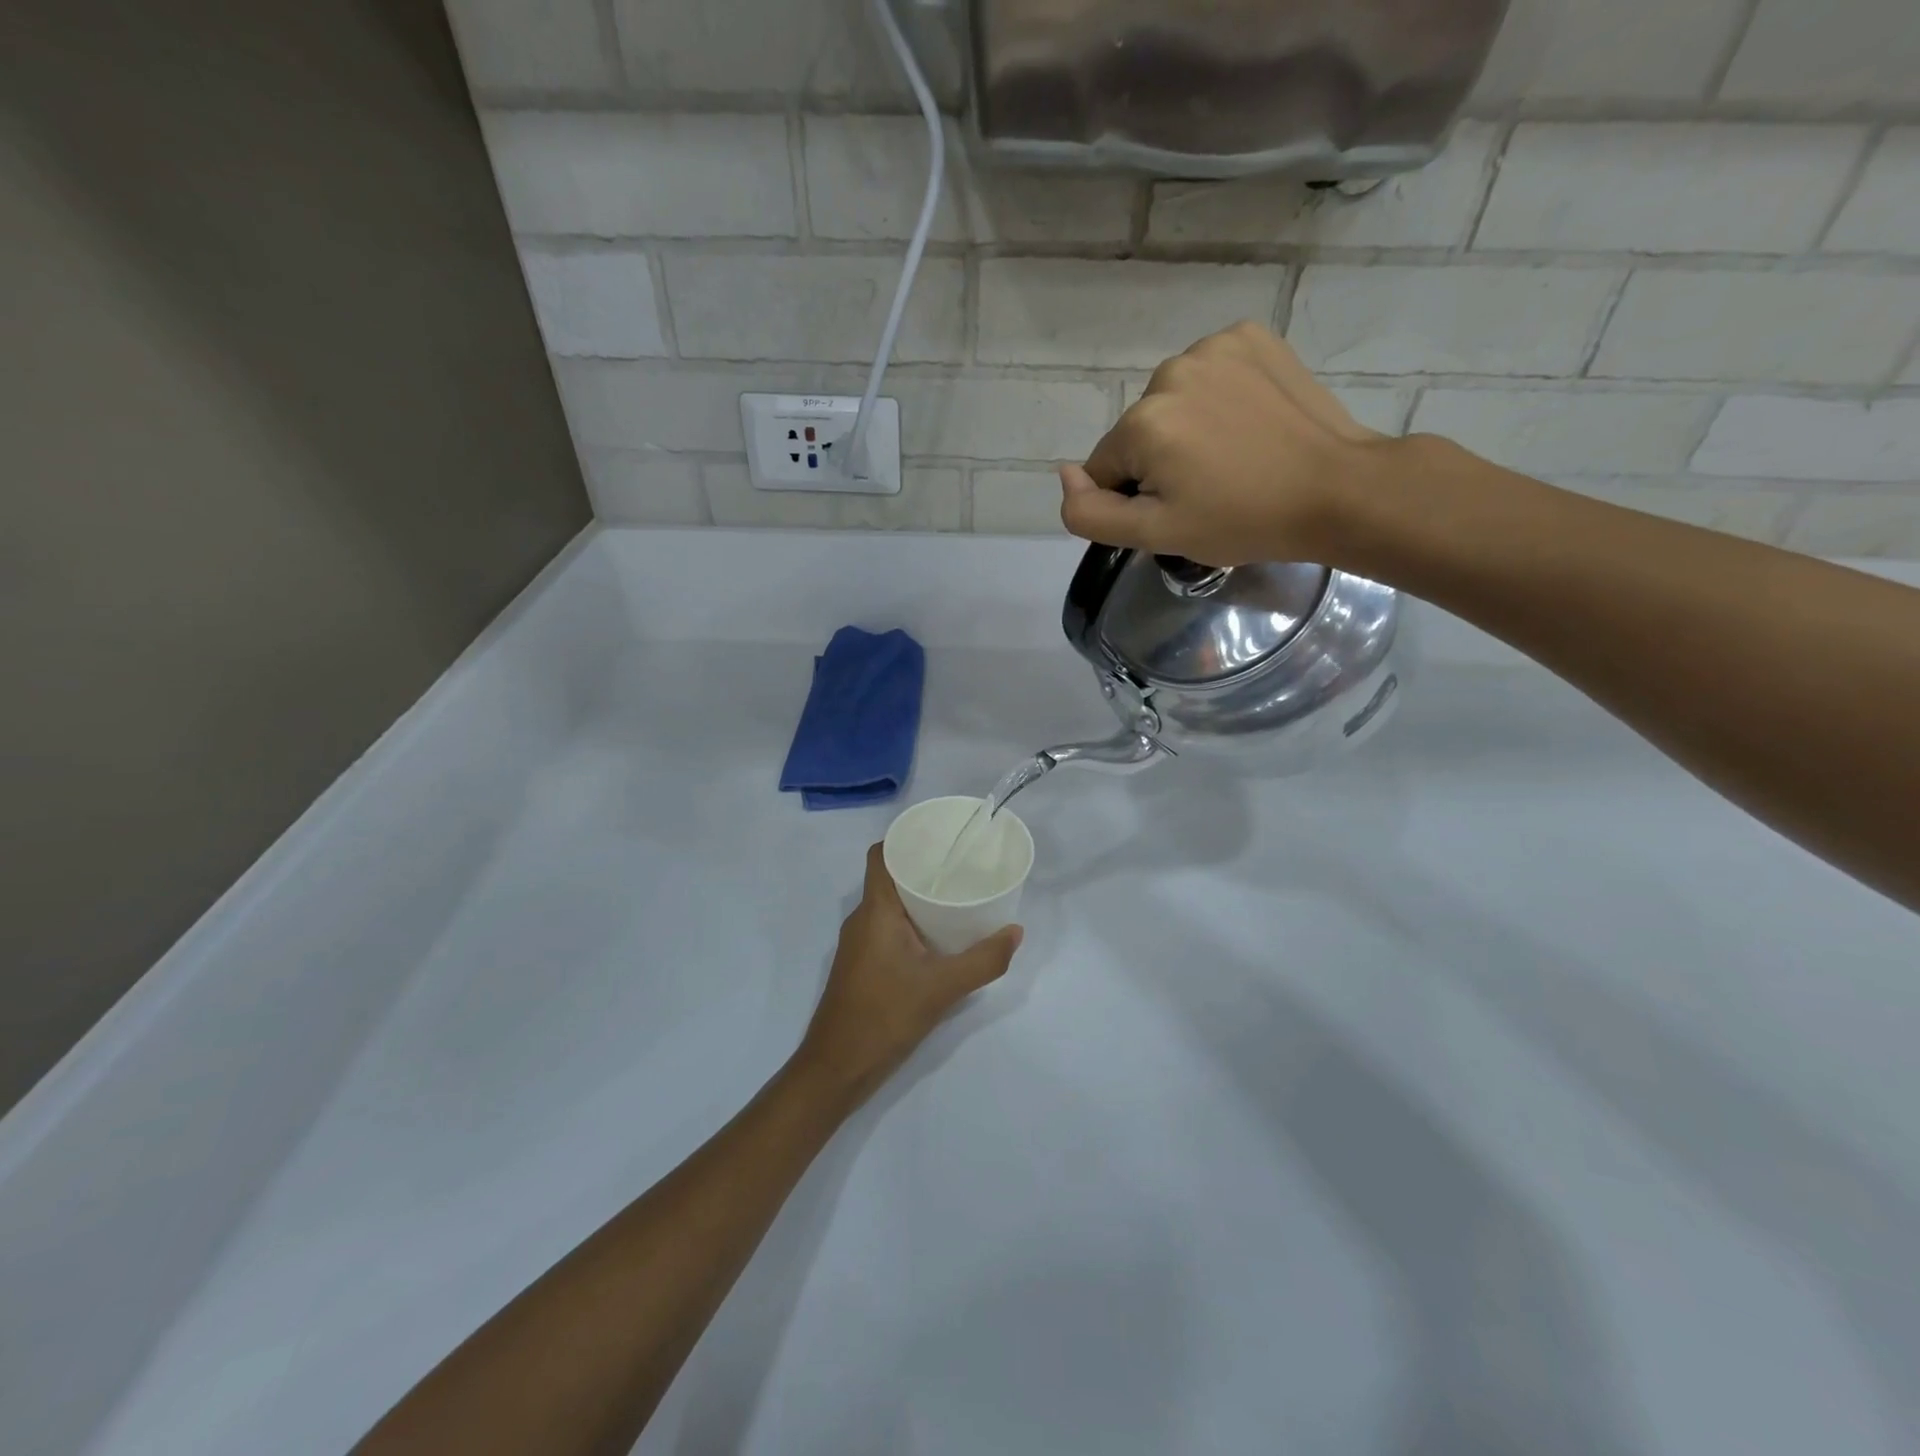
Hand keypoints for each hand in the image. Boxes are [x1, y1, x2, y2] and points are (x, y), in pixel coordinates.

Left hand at [794, 844, 1021, 1108]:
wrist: (837, 1068)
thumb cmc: (883, 1017)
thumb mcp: (942, 989)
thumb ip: (983, 960)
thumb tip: (1016, 932)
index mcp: (875, 911)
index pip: (881, 855)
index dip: (906, 839)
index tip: (941, 838)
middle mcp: (862, 919)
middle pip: (890, 877)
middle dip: (924, 868)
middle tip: (963, 866)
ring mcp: (859, 943)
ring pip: (890, 905)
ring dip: (919, 897)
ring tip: (958, 896)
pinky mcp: (862, 964)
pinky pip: (888, 928)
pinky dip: (912, 923)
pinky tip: (940, 937)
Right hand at [1059, 321, 1396, 566]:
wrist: (1337, 489)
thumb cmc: (1242, 521)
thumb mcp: (1156, 535)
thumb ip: (1091, 513)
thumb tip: (1064, 475)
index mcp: (1143, 423)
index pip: (1107, 468)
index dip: (1136, 497)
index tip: (1180, 509)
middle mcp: (1169, 372)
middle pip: (1138, 431)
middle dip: (1160, 460)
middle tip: (1210, 487)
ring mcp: (1214, 347)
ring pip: (1171, 401)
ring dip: (1187, 427)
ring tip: (1232, 455)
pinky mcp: (1251, 336)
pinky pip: (1209, 372)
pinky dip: (1218, 395)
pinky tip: (1247, 421)